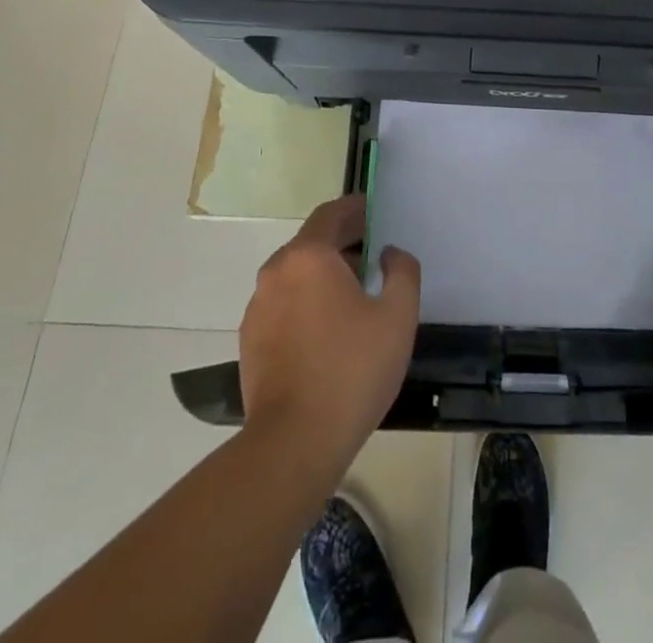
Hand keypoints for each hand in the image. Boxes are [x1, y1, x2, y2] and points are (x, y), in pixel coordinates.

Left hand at [239, 195, 419, 468]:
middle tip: (372, 254)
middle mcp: (276, 271)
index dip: (355, 209)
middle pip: (311, 243)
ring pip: (295, 274)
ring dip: (322, 274)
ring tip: (353, 294)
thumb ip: (402, 271)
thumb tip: (389, 254)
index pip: (331, 214)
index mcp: (309, 256)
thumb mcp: (398, 316)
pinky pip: (282, 304)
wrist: (294, 443)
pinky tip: (326, 329)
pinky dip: (304, 301)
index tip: (374, 213)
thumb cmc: (352, 370)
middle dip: (342, 242)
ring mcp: (257, 307)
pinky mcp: (250, 340)